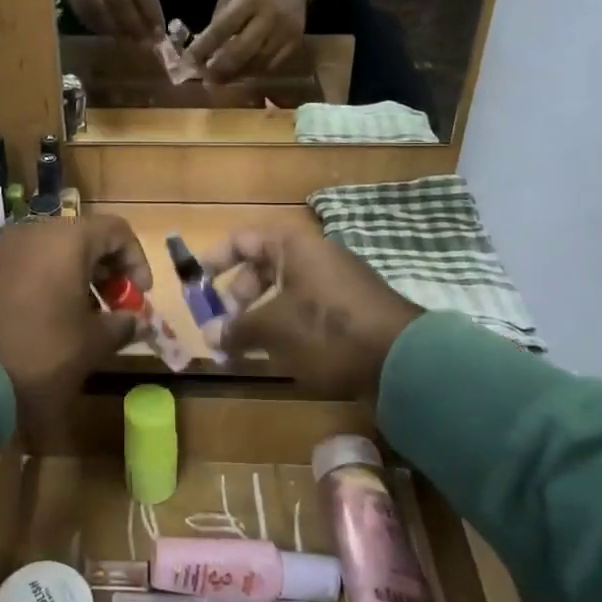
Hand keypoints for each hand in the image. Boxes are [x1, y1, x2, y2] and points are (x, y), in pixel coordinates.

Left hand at [0, 214, 151, 419]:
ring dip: (70, 280)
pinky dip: (37, 286)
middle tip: (111, 310)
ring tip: (75, 320)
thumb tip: (136, 321)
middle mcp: (30, 233)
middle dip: (103, 272)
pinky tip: (37, 324)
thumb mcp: (90, 346)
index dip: (136, 261)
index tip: (138, 298)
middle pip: (80, 239)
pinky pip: (18, 269)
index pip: (116, 230)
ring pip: (47, 254)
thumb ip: (121, 326)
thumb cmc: (38, 354)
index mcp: (66, 240)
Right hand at [61, 0, 165, 40]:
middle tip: (144, 43)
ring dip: (116, 30)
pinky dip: (101, 28)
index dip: (151, 11)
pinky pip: (86, 13)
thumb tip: (153, 27)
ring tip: (129, 44)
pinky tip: (112, 38)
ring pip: (99, 8)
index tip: (159, 32)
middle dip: (133, 23)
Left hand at [187, 0, 315, 83]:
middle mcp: (270, 17)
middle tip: (205, 79)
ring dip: (235, 75)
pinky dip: (254, 72)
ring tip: (220, 79)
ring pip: (256, 64)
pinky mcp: (296, 42)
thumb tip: (205, 49)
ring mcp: (286, 32)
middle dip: (219, 70)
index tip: (188, 62)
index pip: (221, 30)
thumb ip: (220, 18)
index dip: (202, 49)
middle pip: (240, 53)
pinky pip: (272, 66)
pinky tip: (241, 72)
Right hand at [202, 226, 421, 400]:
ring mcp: (337, 281)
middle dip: (237, 297)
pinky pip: (306, 308)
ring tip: (248, 347)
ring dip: (260, 316)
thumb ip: (236, 328)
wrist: (405, 360)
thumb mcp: (274, 329)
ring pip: (284, 291)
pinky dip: (286, 325)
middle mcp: (314, 256)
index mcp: (293, 246)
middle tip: (226, 327)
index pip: (242, 240)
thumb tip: (210, 334)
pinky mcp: (352, 308)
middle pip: (262, 267)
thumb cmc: (328, 331)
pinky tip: (281, 354)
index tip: (196, 285)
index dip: (215, 260)